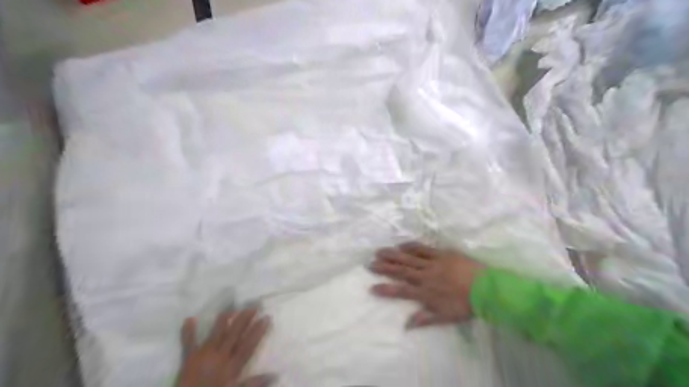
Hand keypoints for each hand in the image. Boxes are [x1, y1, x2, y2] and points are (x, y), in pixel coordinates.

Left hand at [177, 309, 274, 386]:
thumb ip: (254, 383)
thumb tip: (275, 375)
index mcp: (231, 366)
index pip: (247, 345)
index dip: (258, 331)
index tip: (266, 318)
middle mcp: (220, 356)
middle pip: (234, 334)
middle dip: (244, 320)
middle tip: (253, 307)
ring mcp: (204, 355)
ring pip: (217, 333)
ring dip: (224, 320)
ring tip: (232, 308)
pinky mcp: (189, 358)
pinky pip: (188, 343)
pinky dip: (188, 332)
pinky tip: (189, 319)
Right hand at [372, 244, 482, 327]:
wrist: (486, 288)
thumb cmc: (466, 305)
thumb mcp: (446, 317)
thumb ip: (425, 319)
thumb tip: (406, 325)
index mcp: (425, 292)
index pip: (401, 291)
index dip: (386, 289)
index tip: (372, 287)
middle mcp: (425, 276)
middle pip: (401, 271)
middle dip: (384, 267)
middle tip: (369, 263)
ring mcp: (432, 263)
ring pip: (408, 258)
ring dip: (393, 255)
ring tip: (379, 251)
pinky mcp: (441, 254)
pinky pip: (423, 249)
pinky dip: (411, 246)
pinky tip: (401, 244)